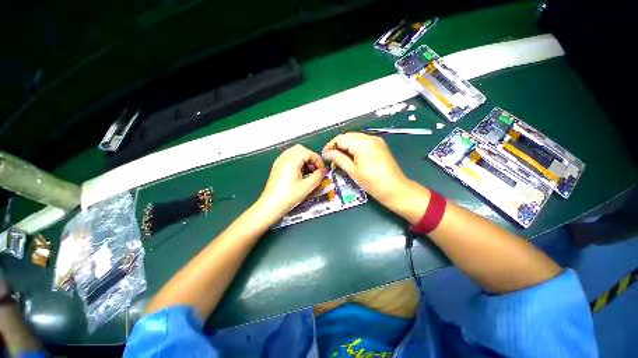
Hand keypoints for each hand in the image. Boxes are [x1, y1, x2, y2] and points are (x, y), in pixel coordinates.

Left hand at [258, 145, 326, 219]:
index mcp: (291, 160)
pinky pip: (289, 158)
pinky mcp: (277, 167)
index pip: (309, 153)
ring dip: (304, 159)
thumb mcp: (307, 187)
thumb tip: (324, 170)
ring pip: (294, 152)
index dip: (318, 160)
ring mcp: (279, 162)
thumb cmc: (288, 196)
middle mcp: (284, 158)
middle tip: (315, 169)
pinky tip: (300, 173)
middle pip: (301, 149)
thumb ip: (318, 176)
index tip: (321, 171)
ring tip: (309, 172)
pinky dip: (297, 161)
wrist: (271, 206)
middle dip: (311, 158)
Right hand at [322, 133, 427, 217]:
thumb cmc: (373, 183)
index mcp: (362, 144)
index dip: (330, 146)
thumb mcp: (353, 171)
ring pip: (355, 139)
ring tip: (340, 161)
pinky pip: (363, 143)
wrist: (396, 190)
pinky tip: (351, 158)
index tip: (324, 156)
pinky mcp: (379, 146)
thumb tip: (326, 153)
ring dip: (345, 147)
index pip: (341, 139)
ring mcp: (376, 141)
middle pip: (348, 137)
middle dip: (337, 146)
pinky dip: (354, 148)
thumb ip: (339, 159)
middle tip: (331, 160)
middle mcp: (370, 138)